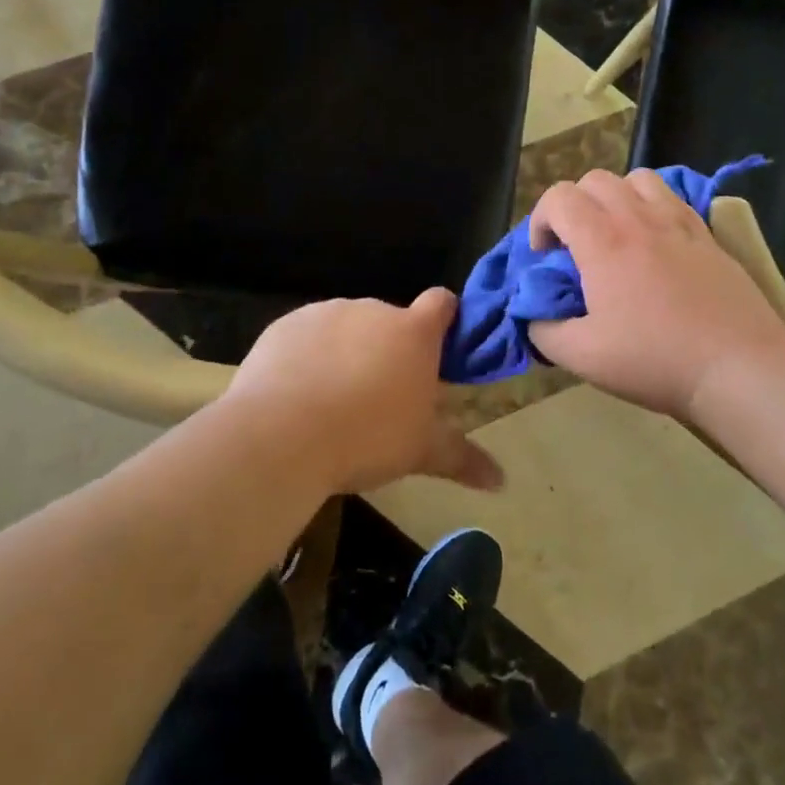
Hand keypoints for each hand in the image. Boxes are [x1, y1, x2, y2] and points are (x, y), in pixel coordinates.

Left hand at [224, 290, 503, 497]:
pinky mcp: (286, 324)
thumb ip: (461, 458)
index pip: (441, 302)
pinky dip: (306, 354)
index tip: (438, 344)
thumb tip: (502, 481)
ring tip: (331, 400)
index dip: (444, 317)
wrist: (282, 434)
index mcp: (413, 332)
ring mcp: (327, 312)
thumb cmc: (367, 437)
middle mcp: (373, 310)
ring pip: (345, 327)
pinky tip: (295, 393)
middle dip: (387, 348)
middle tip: (379, 395)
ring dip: (346, 350)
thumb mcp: (420, 451)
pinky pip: (305, 335)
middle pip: (389, 320)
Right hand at [526, 169, 784, 419]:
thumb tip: (534, 317)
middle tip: (576, 246)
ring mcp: (677, 221)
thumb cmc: (655, 359)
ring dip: (616, 197)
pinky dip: (652, 206)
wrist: (738, 365)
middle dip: (574, 205)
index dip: (540, 220)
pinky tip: (656, 241)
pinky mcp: (706, 233)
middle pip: (594, 180)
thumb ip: (545, 332)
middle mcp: (637, 218)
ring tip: (616, 233)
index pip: (558, 197)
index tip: (545, 257)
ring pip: (636, 178)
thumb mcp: (583, 357)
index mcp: (602, 241)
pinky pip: (672, 197)